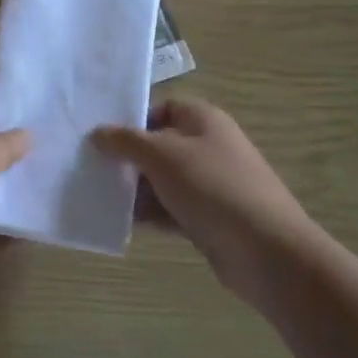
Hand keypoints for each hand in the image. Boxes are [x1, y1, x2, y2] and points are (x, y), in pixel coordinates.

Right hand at [94, 97, 317, 308]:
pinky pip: (171, 209)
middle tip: (92, 168)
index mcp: (203, 120)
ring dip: (135, 189)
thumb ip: (126, 141)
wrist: (265, 250)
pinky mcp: (209, 218)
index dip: (133, 119)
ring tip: (99, 196)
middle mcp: (209, 146)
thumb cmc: (211, 187)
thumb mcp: (161, 155)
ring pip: (163, 180)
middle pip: (159, 145)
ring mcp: (210, 184)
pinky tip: (122, 222)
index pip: (162, 107)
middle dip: (128, 157)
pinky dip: (150, 213)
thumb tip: (98, 133)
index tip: (102, 137)